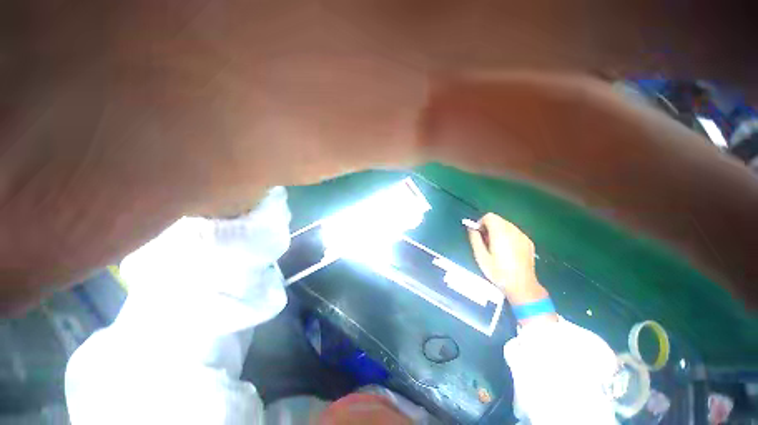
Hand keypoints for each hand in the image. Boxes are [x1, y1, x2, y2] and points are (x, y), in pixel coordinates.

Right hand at [468, 213, 546, 304]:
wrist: (522, 286)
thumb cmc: (498, 272)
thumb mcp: (480, 256)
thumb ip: (474, 239)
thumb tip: (471, 228)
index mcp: (500, 233)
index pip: (489, 217)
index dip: (481, 223)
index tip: (478, 235)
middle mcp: (513, 230)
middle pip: (498, 220)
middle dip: (489, 227)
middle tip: (486, 242)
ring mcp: (522, 236)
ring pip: (506, 225)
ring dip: (498, 231)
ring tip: (496, 247)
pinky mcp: (528, 242)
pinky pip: (514, 232)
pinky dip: (508, 236)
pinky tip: (507, 251)